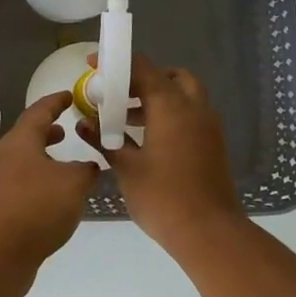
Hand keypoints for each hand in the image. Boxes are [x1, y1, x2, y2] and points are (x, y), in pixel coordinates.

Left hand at [0, 92, 99, 280]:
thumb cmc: (35, 208)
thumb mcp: (73, 185)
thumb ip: (86, 171)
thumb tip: (89, 167)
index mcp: (19, 142)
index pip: (38, 111)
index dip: (56, 102)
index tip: (69, 96)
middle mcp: (3, 157)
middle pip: (26, 136)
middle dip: (47, 132)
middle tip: (67, 130)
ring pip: (22, 161)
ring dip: (42, 159)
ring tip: (63, 166)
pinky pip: (19, 184)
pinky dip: (37, 181)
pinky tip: (52, 198)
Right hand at [89, 55, 243, 247]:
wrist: (209, 233)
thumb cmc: (162, 196)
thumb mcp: (125, 167)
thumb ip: (104, 140)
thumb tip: (83, 123)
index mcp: (172, 107)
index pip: (143, 69)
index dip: (117, 63)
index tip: (94, 65)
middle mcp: (194, 108)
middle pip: (170, 77)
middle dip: (144, 79)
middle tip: (118, 93)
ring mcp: (207, 127)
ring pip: (184, 96)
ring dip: (156, 98)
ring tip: (125, 118)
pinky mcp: (212, 145)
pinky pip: (190, 115)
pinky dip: (169, 114)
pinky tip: (145, 138)